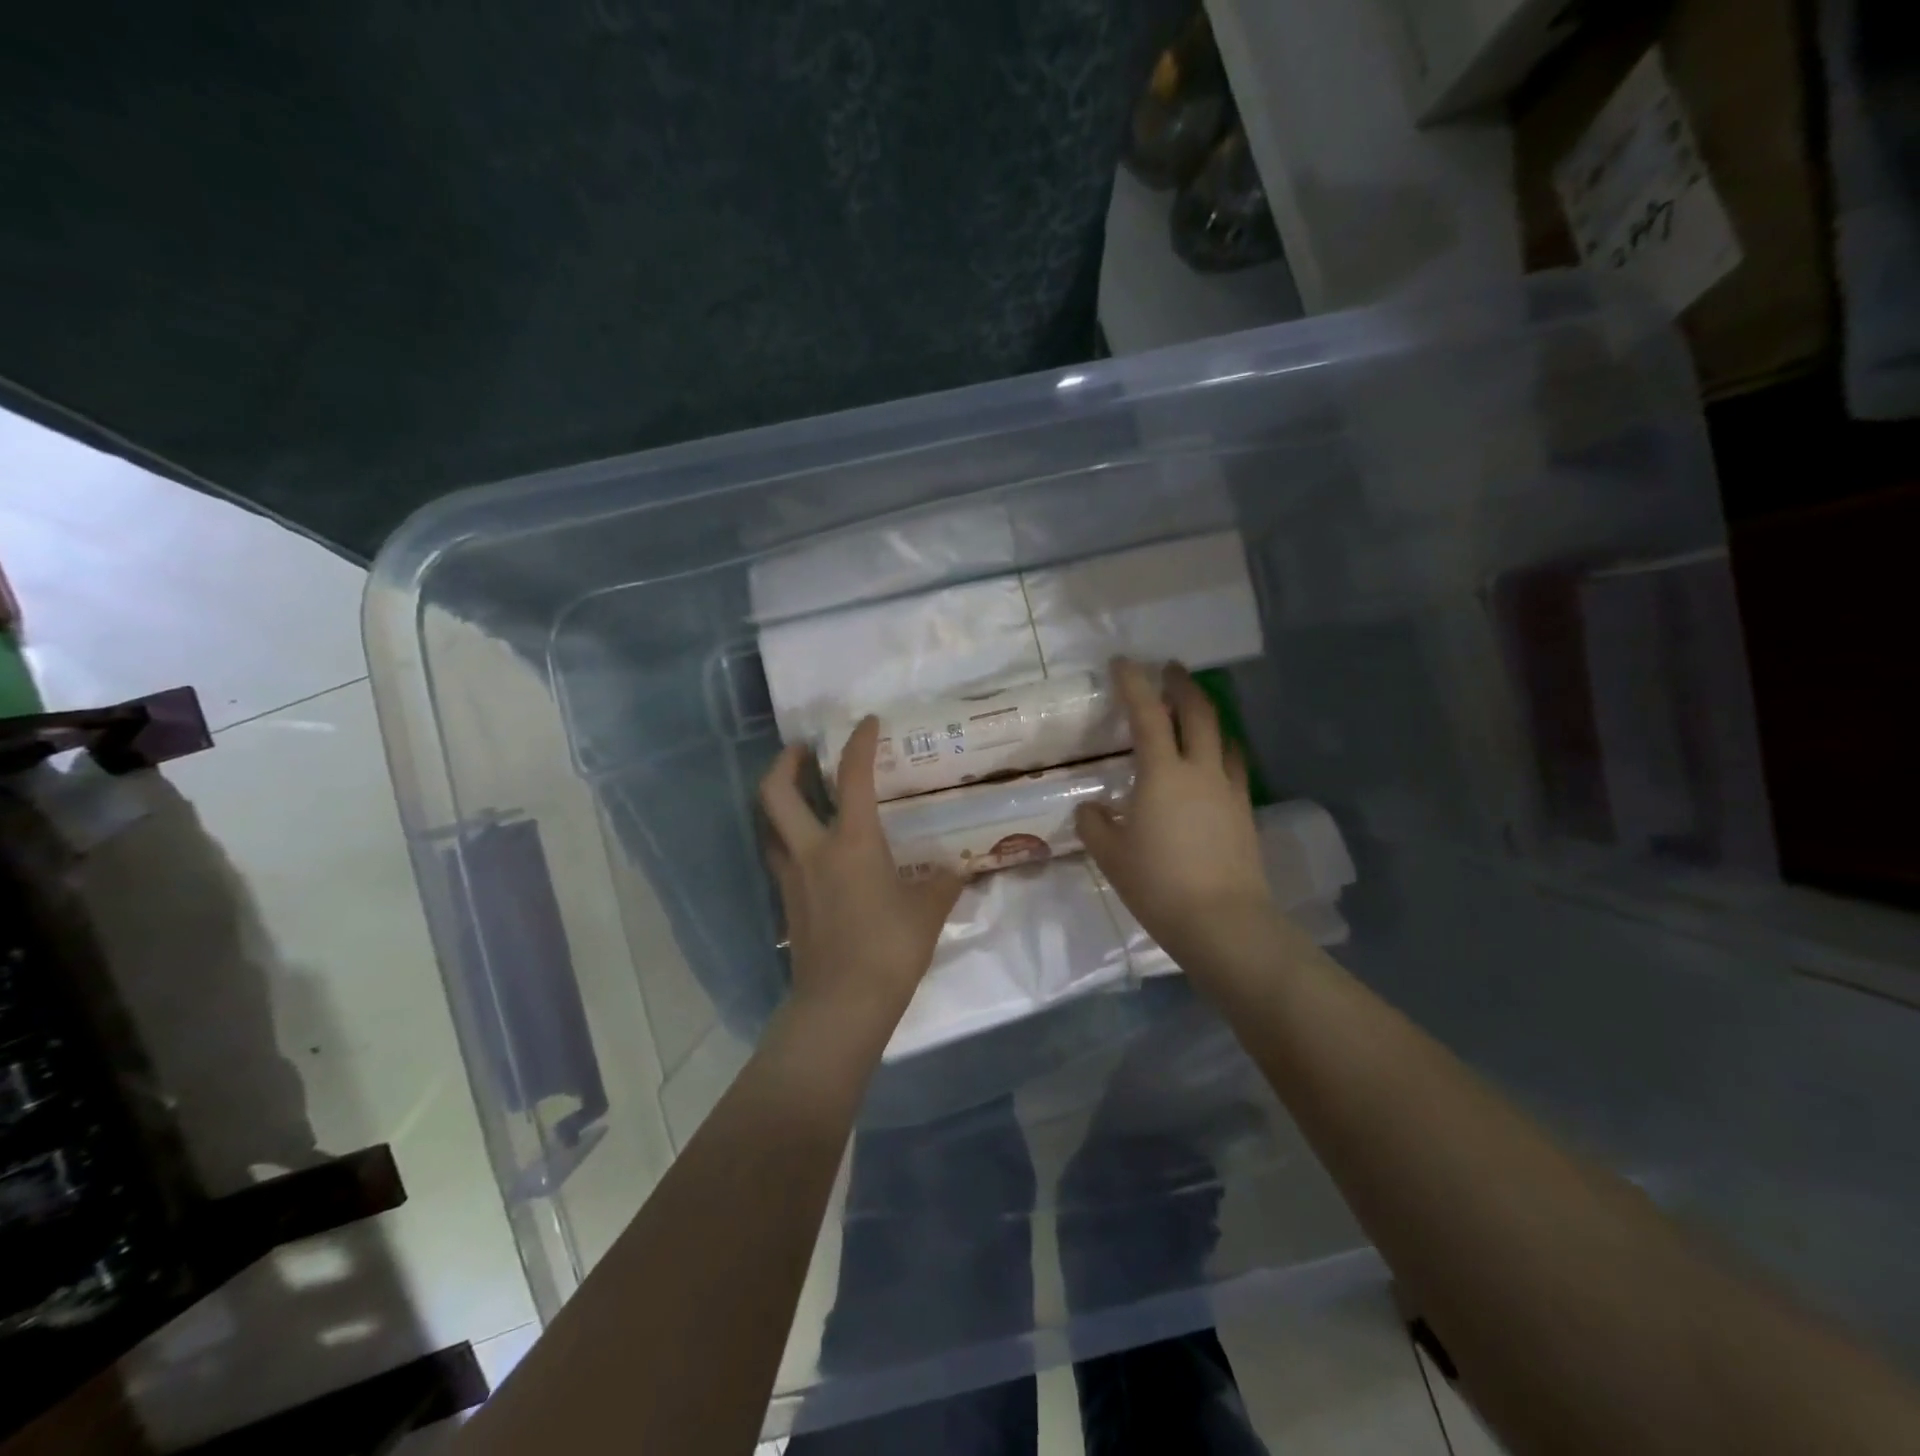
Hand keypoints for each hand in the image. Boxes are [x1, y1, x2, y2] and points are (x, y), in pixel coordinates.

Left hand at [760, 718, 963, 1029]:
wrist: (841, 1005)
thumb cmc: (889, 949)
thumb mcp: (928, 912)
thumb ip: (943, 884)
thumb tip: (956, 869)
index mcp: (852, 842)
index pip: (853, 777)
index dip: (859, 743)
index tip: (866, 722)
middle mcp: (813, 850)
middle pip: (777, 792)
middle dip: (785, 762)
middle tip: (802, 750)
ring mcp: (793, 877)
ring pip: (769, 824)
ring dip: (779, 799)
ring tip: (800, 794)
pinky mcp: (787, 903)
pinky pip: (778, 856)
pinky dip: (787, 838)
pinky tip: (811, 848)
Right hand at [1075, 659, 1274, 969]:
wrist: (1223, 922)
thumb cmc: (1158, 885)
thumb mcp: (1112, 856)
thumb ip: (1095, 825)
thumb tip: (1092, 809)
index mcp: (1161, 773)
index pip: (1146, 714)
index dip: (1133, 683)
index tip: (1123, 662)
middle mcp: (1199, 770)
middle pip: (1197, 712)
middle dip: (1182, 684)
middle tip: (1170, 669)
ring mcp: (1228, 789)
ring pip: (1222, 735)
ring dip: (1208, 713)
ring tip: (1196, 709)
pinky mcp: (1245, 811)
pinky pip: (1233, 765)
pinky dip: (1221, 749)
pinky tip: (1215, 759)